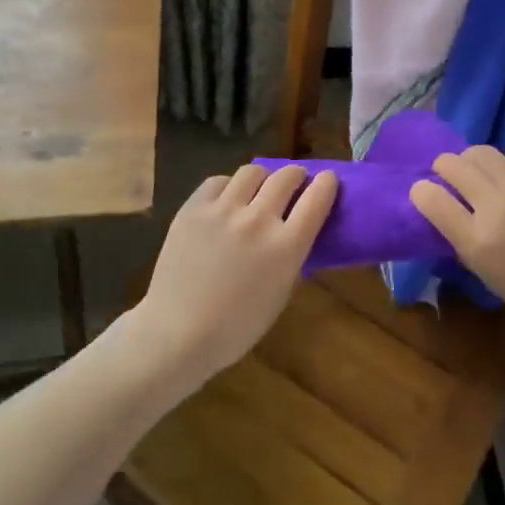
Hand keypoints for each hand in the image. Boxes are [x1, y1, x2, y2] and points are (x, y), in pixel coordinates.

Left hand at [135, 164, 337, 385]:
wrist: (177, 333)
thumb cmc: (236, 326)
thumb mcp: (281, 293)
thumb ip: (292, 256)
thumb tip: (297, 230)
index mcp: (286, 246)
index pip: (317, 198)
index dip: (327, 184)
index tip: (327, 180)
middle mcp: (258, 220)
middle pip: (287, 176)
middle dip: (296, 176)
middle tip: (294, 183)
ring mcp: (223, 210)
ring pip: (253, 171)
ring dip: (262, 179)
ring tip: (257, 190)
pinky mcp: (194, 208)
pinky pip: (218, 182)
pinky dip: (228, 188)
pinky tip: (225, 202)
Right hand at [410, 146, 504, 340]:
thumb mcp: (491, 277)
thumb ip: (467, 240)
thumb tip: (450, 212)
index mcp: (479, 240)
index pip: (432, 199)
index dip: (421, 192)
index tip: (422, 191)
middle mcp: (497, 205)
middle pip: (455, 165)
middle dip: (443, 166)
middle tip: (447, 173)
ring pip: (484, 153)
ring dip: (473, 162)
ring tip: (480, 174)